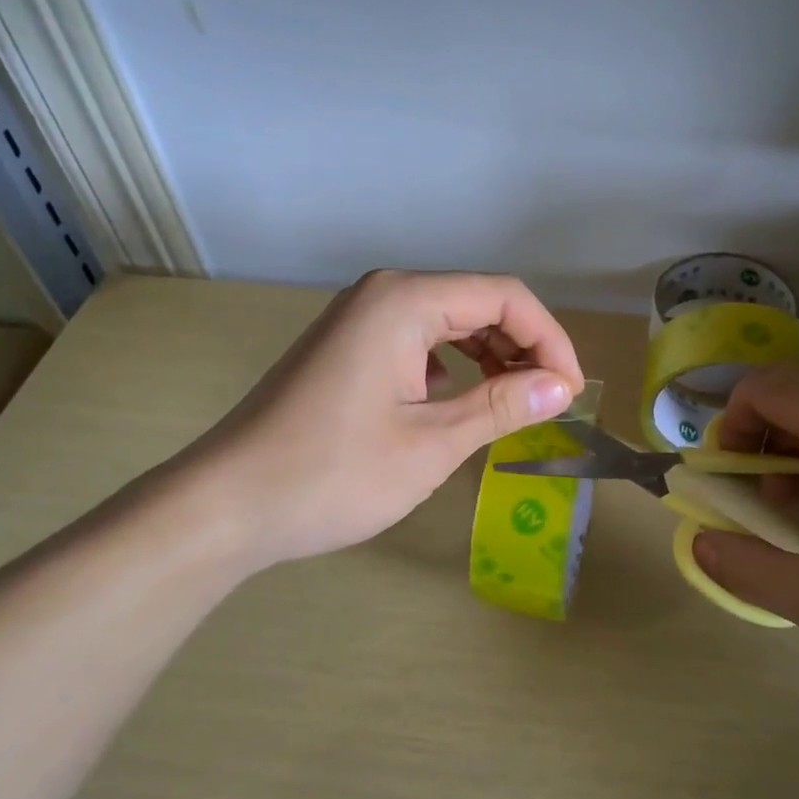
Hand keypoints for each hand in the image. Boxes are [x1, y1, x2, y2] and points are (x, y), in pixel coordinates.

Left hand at [163, 270, 583, 571]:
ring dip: (491, 358)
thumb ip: (503, 406)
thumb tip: (563, 387)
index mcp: (405, 300)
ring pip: (450, 323)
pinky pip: (420, 342)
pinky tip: (459, 405)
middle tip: (549, 402)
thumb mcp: (432, 443)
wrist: (227, 505)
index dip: (550, 340)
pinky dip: (454, 368)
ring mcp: (361, 318)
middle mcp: (384, 294)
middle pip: (478, 303)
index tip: (571, 391)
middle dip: (523, 348)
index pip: (505, 296)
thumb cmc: (334, 473)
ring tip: (514, 405)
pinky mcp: (349, 347)